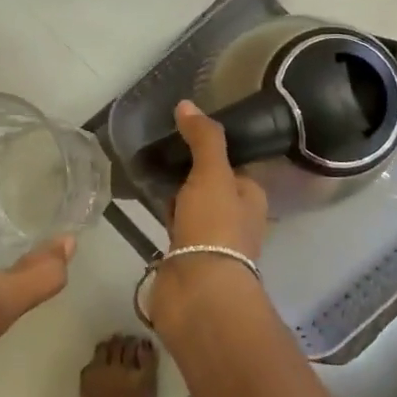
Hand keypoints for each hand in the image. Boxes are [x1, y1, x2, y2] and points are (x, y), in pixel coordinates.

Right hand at [149, 101, 268, 328]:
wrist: (199, 292)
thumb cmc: (215, 227)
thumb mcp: (213, 173)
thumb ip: (203, 138)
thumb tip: (187, 104)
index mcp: (251, 196)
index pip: (233, 164)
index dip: (212, 148)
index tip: (184, 130)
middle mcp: (235, 217)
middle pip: (211, 184)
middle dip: (189, 170)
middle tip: (160, 148)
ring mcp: (210, 239)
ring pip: (191, 206)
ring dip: (174, 193)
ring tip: (146, 168)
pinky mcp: (186, 256)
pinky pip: (174, 226)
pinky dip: (163, 214)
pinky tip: (145, 202)